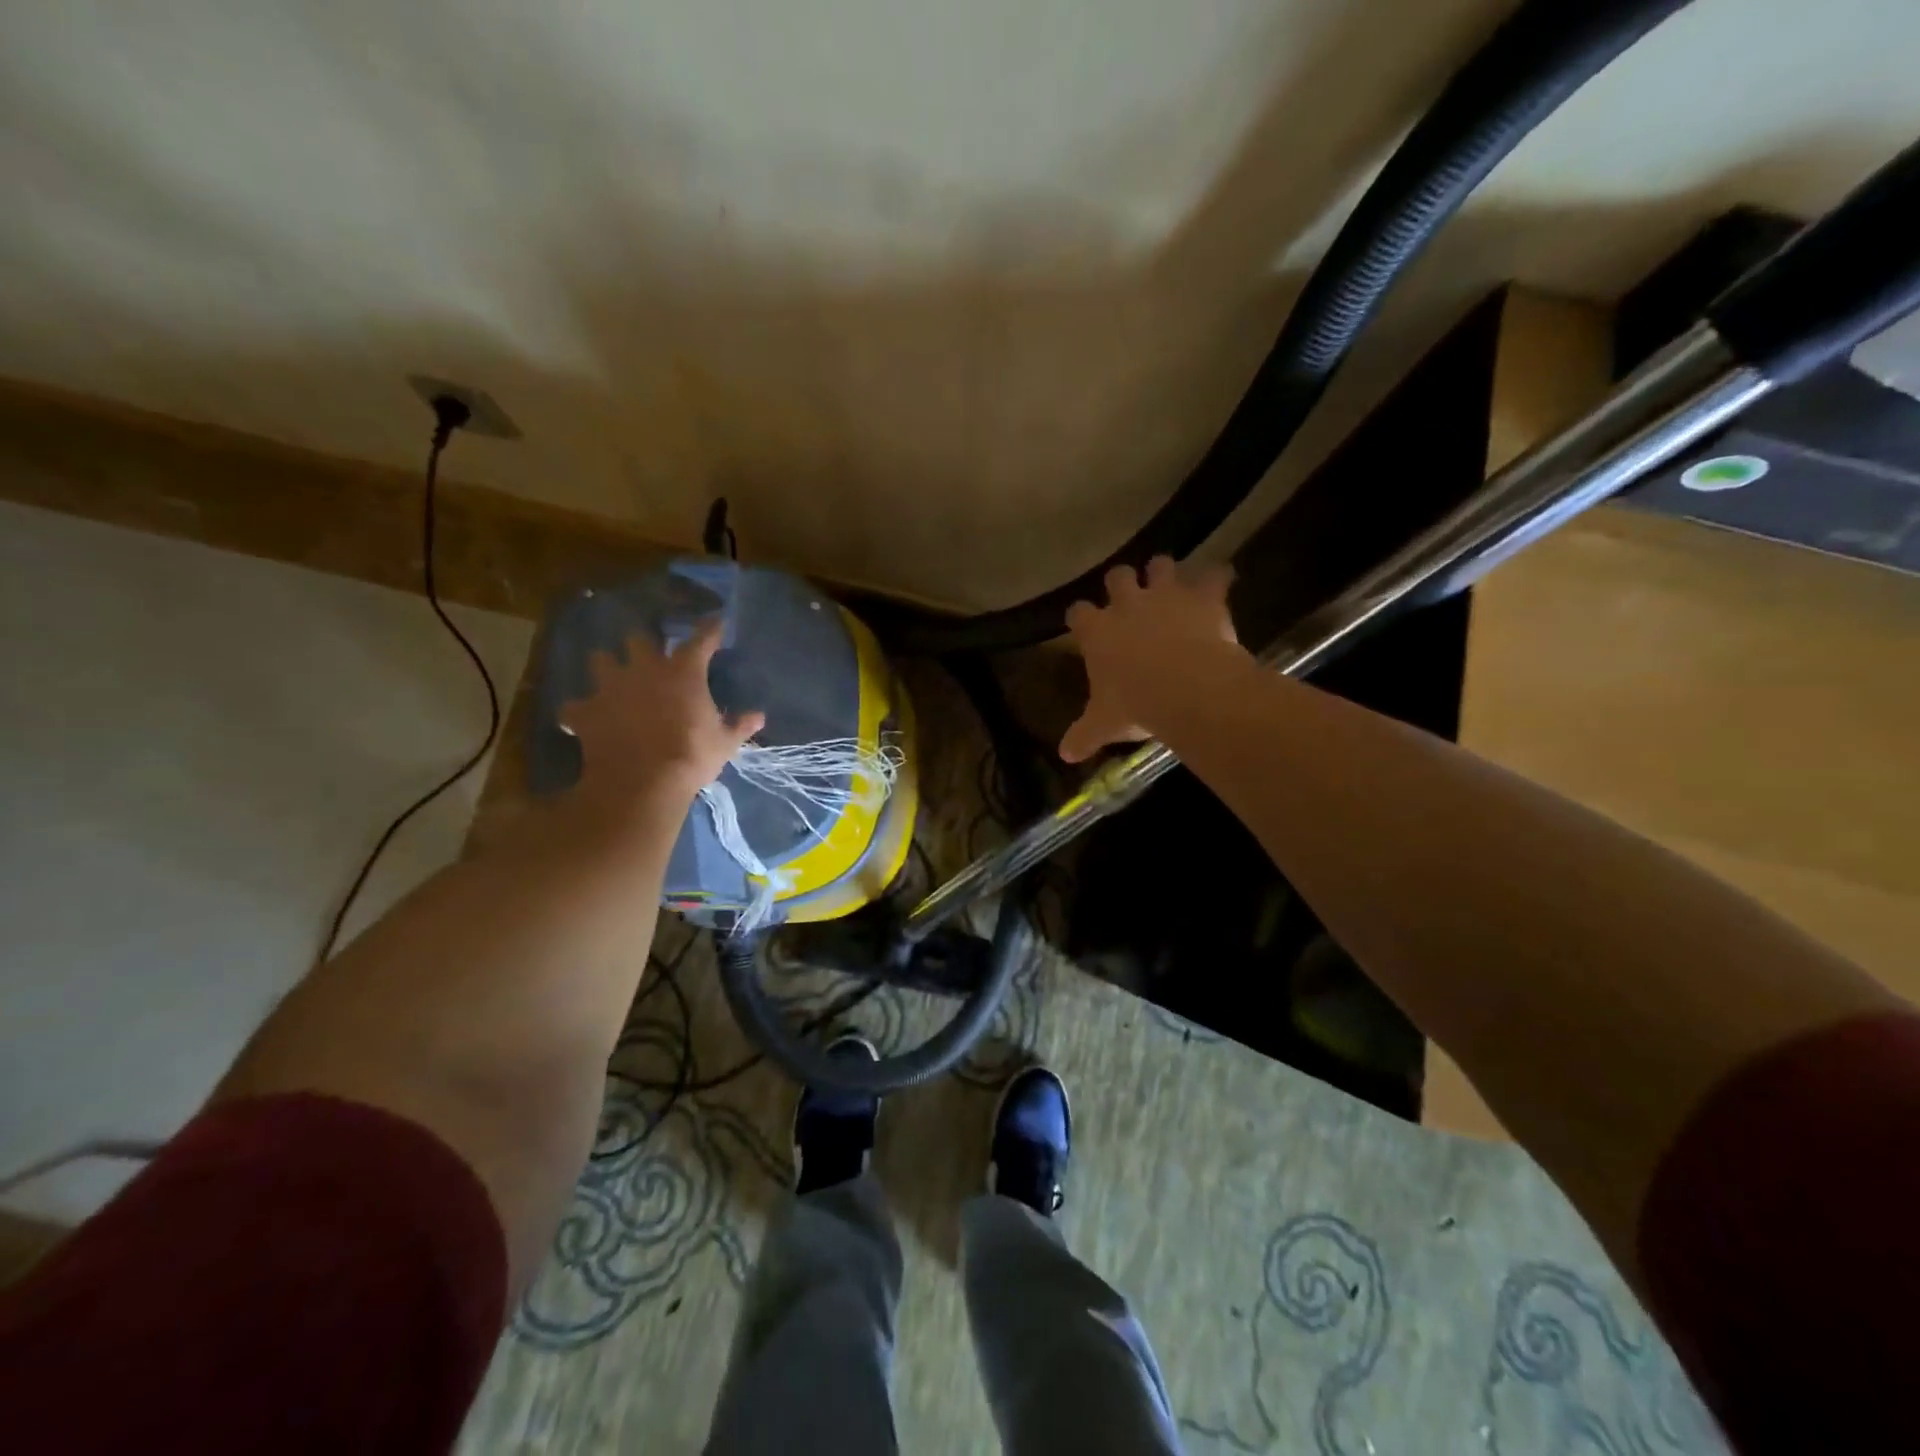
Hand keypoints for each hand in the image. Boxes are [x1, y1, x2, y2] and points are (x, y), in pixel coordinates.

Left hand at [560, 619, 765, 805]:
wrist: (643, 783)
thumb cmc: (692, 756)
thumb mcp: (725, 743)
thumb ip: (740, 725)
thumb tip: (758, 716)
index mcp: (683, 672)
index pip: (701, 639)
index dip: (710, 629)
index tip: (716, 622)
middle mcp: (644, 669)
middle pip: (638, 639)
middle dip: (643, 645)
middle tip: (650, 656)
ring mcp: (610, 687)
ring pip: (599, 659)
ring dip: (607, 667)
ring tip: (613, 679)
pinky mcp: (585, 711)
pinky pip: (574, 706)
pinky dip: (579, 712)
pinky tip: (584, 719)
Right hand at [1060, 556, 1242, 763]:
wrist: (1187, 689)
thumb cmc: (1136, 705)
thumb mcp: (1104, 724)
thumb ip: (1083, 735)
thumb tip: (1065, 755)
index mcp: (1097, 632)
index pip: (1078, 613)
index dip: (1080, 617)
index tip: (1084, 624)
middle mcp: (1127, 604)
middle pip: (1117, 576)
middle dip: (1122, 582)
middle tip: (1129, 596)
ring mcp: (1166, 595)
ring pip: (1161, 565)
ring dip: (1165, 572)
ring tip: (1171, 585)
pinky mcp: (1203, 596)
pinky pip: (1214, 575)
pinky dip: (1218, 578)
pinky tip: (1220, 583)